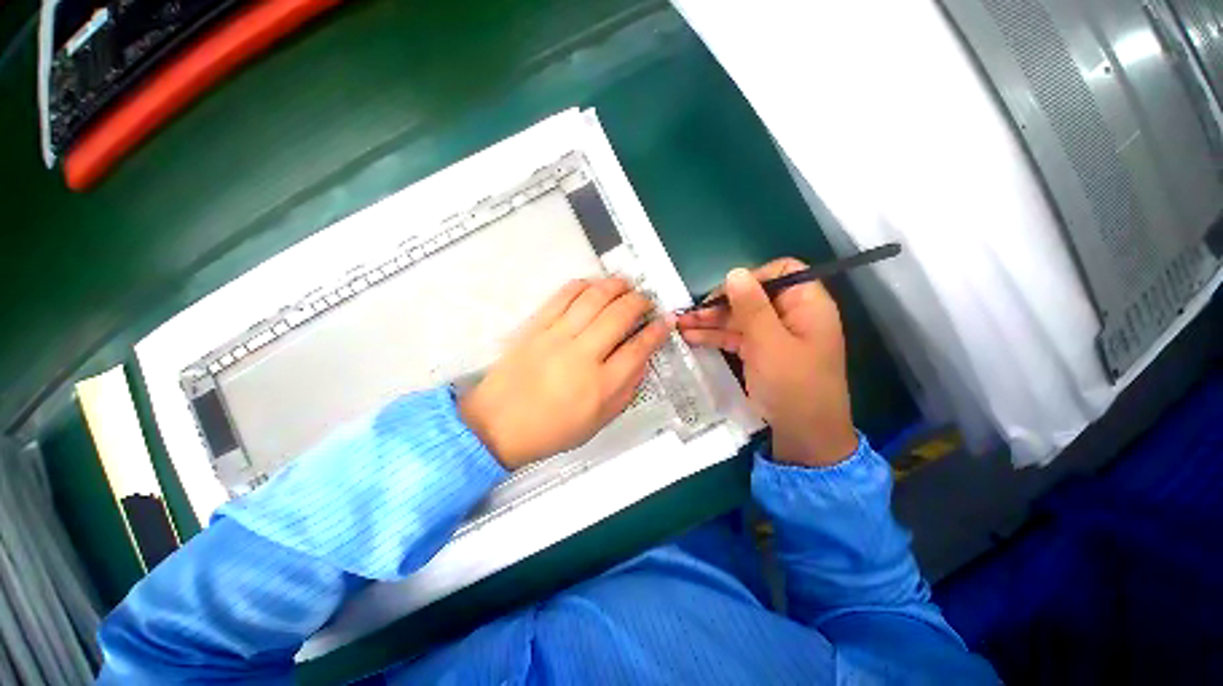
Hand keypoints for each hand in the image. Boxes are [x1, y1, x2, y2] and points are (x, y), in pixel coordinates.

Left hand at [460, 277, 669, 468]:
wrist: (498, 425)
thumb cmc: (552, 429)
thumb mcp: (598, 421)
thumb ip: (625, 390)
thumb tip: (642, 359)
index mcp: (601, 386)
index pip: (638, 349)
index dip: (657, 331)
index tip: (666, 321)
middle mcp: (582, 356)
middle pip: (619, 316)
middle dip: (639, 302)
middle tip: (645, 301)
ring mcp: (556, 337)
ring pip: (593, 299)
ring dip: (614, 286)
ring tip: (625, 285)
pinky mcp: (535, 327)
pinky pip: (562, 296)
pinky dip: (582, 285)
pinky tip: (593, 284)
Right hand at [678, 258, 856, 466]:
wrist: (803, 435)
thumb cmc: (793, 386)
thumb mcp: (770, 343)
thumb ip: (751, 307)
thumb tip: (734, 272)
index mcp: (806, 305)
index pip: (782, 272)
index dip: (753, 277)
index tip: (726, 293)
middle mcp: (790, 316)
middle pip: (753, 297)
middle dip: (721, 304)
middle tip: (691, 314)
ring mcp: (774, 335)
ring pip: (740, 318)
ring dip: (711, 321)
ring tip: (681, 325)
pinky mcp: (761, 352)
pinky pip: (737, 337)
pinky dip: (716, 336)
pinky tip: (692, 338)